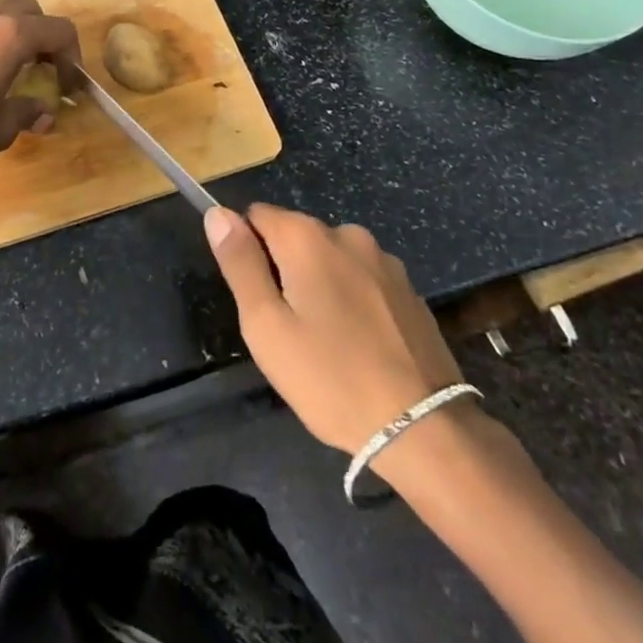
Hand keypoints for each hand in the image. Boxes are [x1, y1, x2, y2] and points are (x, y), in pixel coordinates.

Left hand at [0, 0, 79, 168]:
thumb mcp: (1, 127)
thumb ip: (28, 112)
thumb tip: (44, 114)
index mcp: (12, 34)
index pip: (59, 31)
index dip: (71, 56)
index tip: (67, 83)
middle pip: (28, 9)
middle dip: (40, 34)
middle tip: (38, 65)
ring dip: (5, 26)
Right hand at [205, 203, 464, 456]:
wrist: (425, 429)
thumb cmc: (330, 378)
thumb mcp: (266, 326)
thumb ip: (240, 263)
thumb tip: (218, 214)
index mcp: (307, 237)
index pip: (256, 216)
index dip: (247, 253)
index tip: (257, 299)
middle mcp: (347, 234)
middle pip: (295, 236)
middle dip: (284, 270)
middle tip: (288, 330)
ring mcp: (384, 261)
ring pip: (331, 259)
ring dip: (320, 284)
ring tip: (326, 343)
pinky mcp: (410, 290)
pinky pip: (363, 280)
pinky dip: (353, 300)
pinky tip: (360, 346)